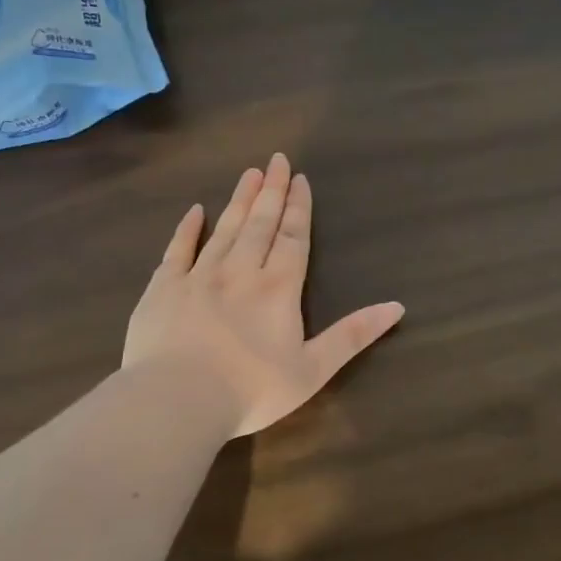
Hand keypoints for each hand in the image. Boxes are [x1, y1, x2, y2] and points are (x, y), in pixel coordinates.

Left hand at [123, 154, 405, 437]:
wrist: (177, 399)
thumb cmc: (252, 390)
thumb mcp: (314, 369)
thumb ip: (353, 335)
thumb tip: (397, 306)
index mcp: (278, 289)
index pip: (293, 238)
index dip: (299, 208)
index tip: (300, 179)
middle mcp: (240, 272)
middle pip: (260, 224)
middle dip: (271, 191)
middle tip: (276, 160)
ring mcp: (198, 277)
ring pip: (224, 230)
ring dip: (239, 201)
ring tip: (249, 174)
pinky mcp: (163, 289)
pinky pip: (177, 250)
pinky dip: (187, 229)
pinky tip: (195, 211)